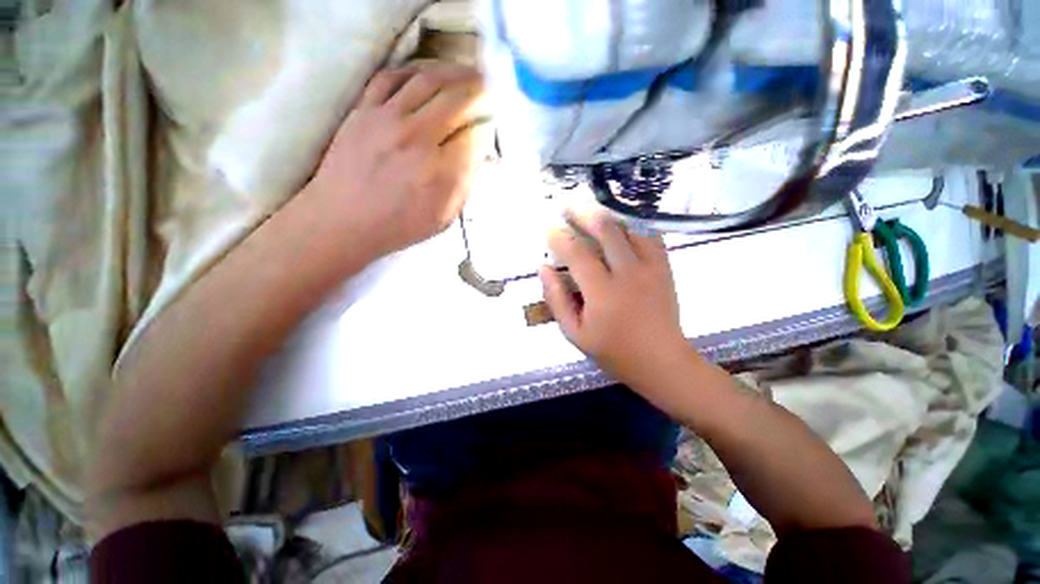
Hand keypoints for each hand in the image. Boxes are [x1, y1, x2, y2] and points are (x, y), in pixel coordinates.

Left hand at [305, 61, 484, 256]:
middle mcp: (418, 138)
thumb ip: (466, 185)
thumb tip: (482, 157)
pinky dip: (415, 69)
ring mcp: (387, 119)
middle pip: (458, 99)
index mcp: (441, 172)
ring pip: (429, 80)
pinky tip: (428, 74)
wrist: (342, 220)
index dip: (488, 127)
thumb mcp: (444, 217)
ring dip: (455, 73)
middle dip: (481, 91)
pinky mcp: (363, 110)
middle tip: (490, 90)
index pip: (476, 134)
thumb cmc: (399, 225)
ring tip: (468, 74)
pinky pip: (392, 76)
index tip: (492, 128)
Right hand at [539, 211, 690, 386]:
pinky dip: (632, 223)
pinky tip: (619, 222)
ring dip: (607, 214)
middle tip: (568, 207)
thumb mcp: (574, 333)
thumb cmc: (613, 351)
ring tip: (590, 209)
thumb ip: (556, 299)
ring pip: (628, 227)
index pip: (577, 253)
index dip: (559, 236)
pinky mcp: (664, 267)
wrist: (661, 361)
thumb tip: (543, 268)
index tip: (549, 228)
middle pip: (605, 230)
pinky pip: (649, 234)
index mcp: (602, 293)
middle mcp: (628, 273)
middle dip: (583, 214)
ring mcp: (650, 267)